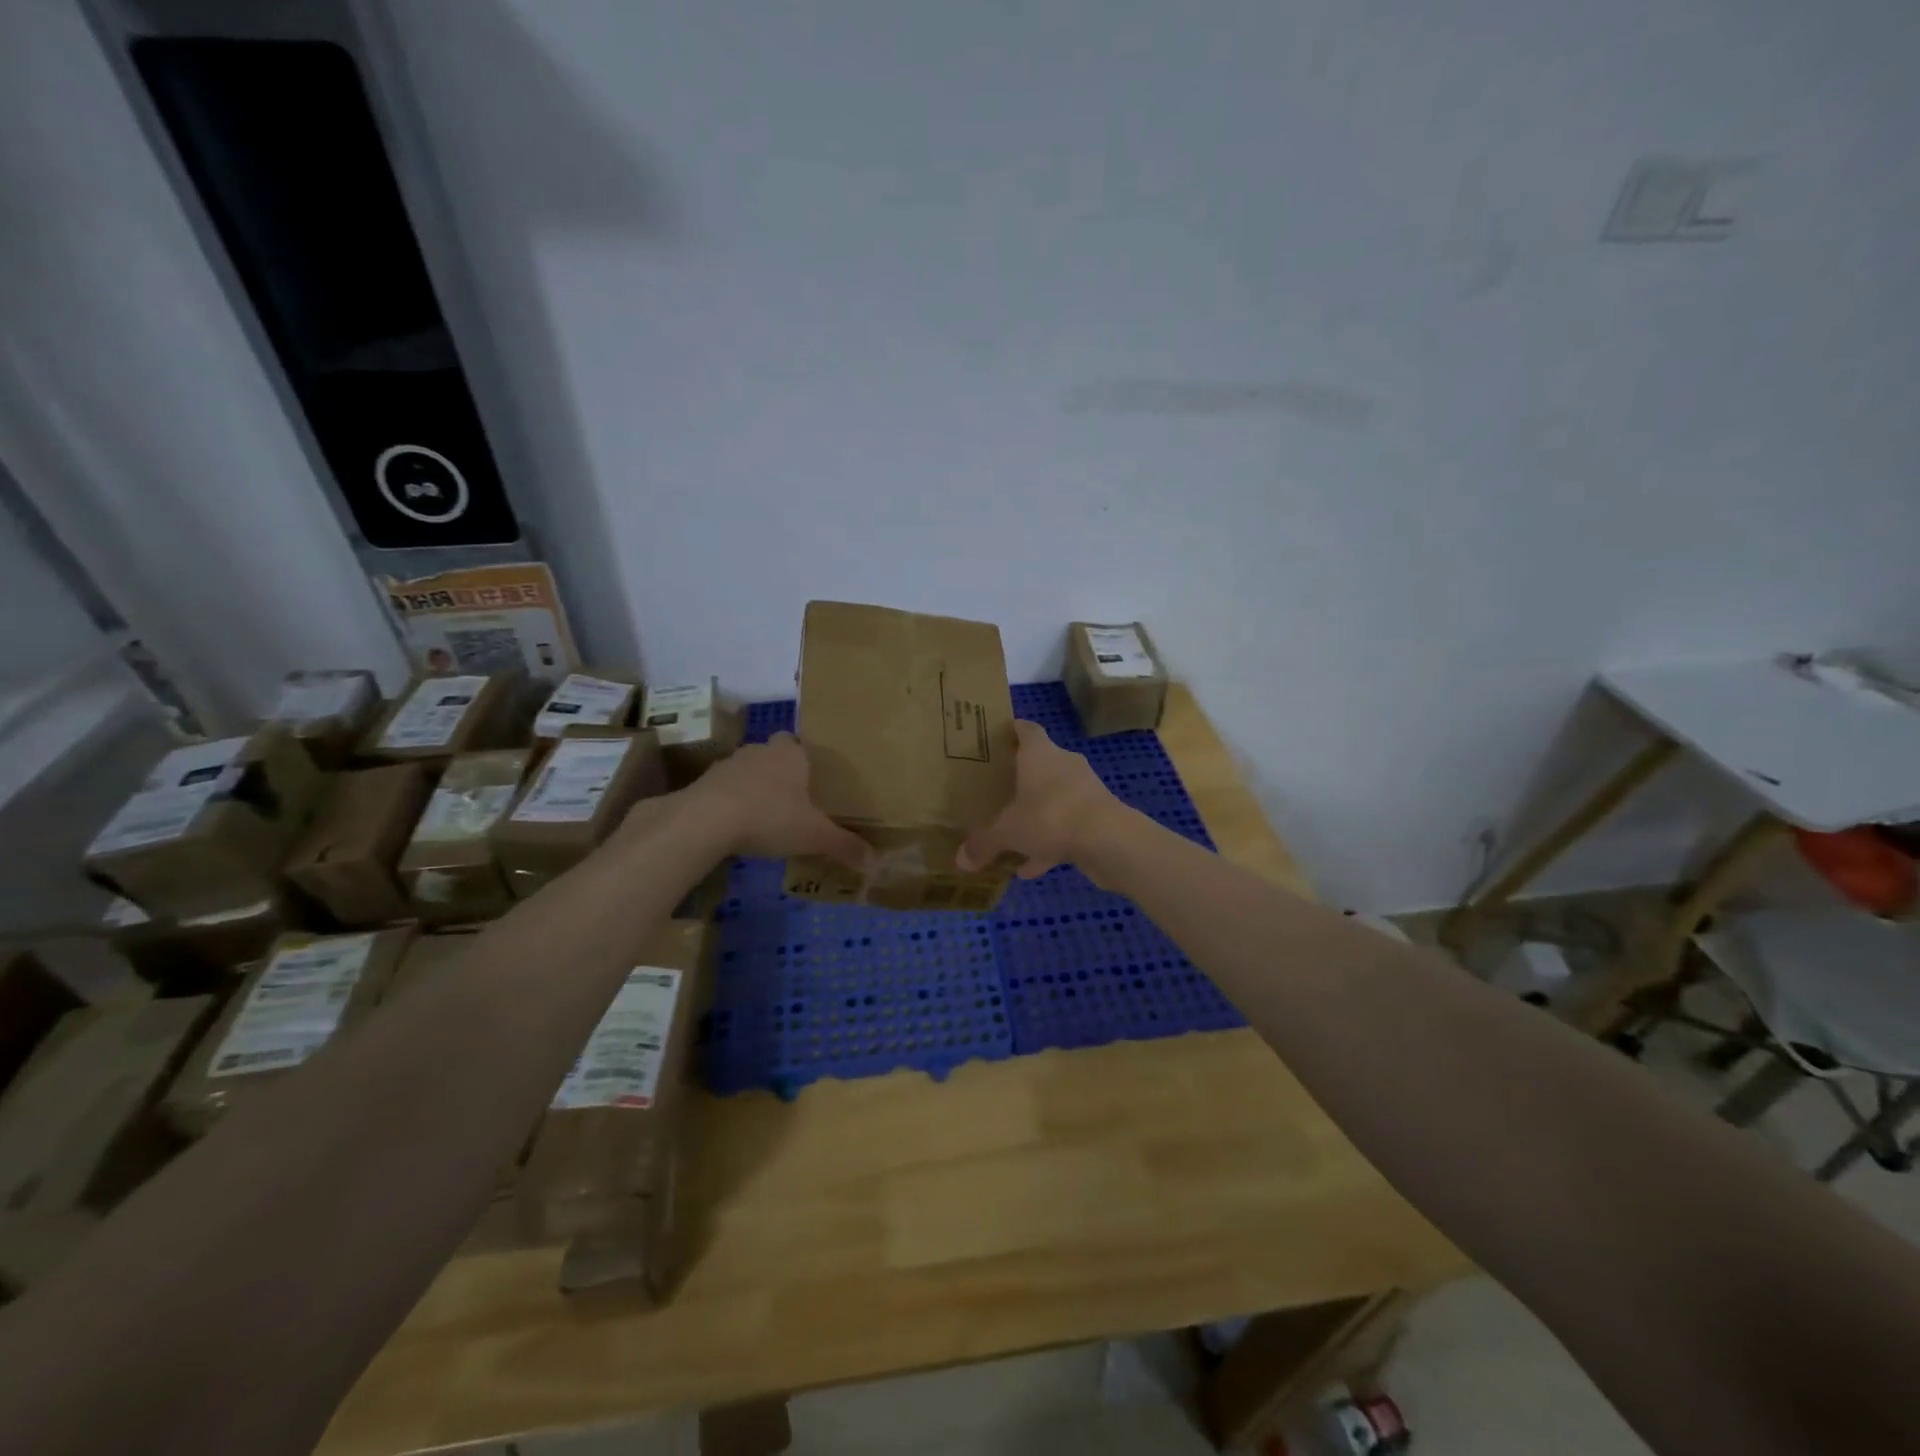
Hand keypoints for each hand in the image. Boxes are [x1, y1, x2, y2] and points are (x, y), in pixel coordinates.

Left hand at [681, 732, 871, 869]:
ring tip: (764, 817)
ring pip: (747, 772)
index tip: (812, 781)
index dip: (805, 759)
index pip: (799, 743)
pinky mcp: (703, 784)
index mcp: (791, 753)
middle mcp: (760, 751)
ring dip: (754, 789)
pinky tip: (735, 828)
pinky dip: (730, 804)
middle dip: (781, 775)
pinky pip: (723, 790)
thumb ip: (844, 845)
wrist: (706, 820)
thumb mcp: (815, 835)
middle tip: (793, 802)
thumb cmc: (771, 816)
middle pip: (773, 756)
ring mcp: (728, 764)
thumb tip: (876, 863)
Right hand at [958, 720, 1124, 877]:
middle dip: (1020, 777)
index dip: (1011, 731)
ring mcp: (1085, 789)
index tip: (995, 739)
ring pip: (1054, 797)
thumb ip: (983, 843)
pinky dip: (1051, 842)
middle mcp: (1064, 764)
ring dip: (1036, 814)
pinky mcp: (1099, 815)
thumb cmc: (1051, 817)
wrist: (1109, 840)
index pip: (1026, 729)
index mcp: (1039, 754)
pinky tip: (1031, 868)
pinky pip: (1067, 825)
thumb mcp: (1007, 832)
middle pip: (1040, 764)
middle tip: (996, 790)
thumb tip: (960, 860)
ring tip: (1012, 835)